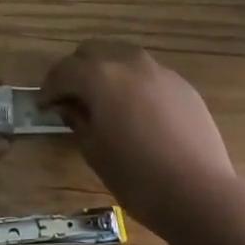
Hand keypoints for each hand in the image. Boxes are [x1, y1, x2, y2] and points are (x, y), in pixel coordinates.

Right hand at [40, 41, 236, 230]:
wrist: (200, 193)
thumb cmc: (138, 177)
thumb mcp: (95, 153)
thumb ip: (78, 121)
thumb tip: (70, 107)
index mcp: (100, 77)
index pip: (64, 71)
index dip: (50, 88)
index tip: (44, 106)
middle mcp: (127, 62)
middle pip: (92, 51)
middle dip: (77, 71)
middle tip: (72, 98)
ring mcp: (159, 71)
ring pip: (122, 57)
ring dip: (107, 72)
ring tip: (107, 103)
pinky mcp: (182, 85)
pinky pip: (148, 75)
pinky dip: (135, 84)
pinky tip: (139, 114)